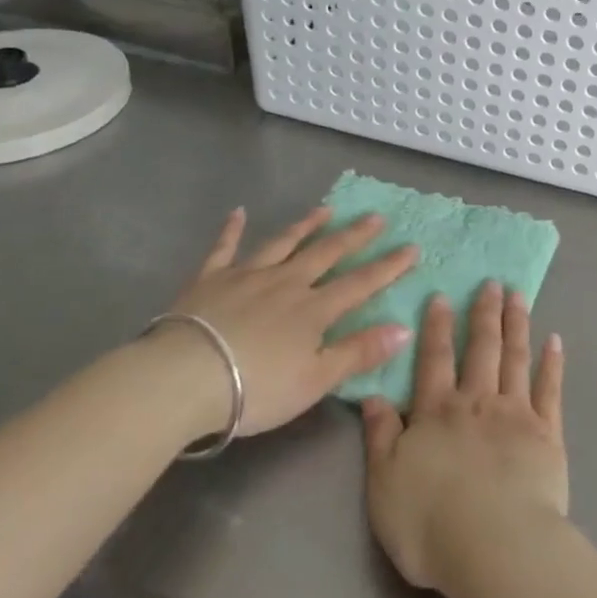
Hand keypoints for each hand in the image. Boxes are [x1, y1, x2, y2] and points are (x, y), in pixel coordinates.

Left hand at [155, 206, 417, 439]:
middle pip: (326, 253)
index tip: (411, 247)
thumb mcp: (315, 379)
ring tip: (325, 209)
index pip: (360, 284)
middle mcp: (286, 283)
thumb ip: (359, 352)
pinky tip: (238, 212)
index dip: (388, 267)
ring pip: (283, 244)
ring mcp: (247, 276)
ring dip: (306, 225)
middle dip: (354, 236)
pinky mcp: (210, 279)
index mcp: (313, 310)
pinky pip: (224, 249)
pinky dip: (232, 230)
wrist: (184, 378)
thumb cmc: (255, 387)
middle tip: (375, 217)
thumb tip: (405, 328)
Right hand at [361, 283, 566, 595]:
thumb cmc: (431, 522)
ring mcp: (516, 413)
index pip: (434, 359)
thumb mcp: (385, 484)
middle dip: (484, 312)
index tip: (442, 295)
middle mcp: (477, 401)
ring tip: (518, 296)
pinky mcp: (547, 433)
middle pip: (481, 347)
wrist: (496, 546)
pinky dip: (552, 363)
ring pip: (515, 358)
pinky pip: (550, 389)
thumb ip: (380, 436)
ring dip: (516, 324)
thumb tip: (372, 396)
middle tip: (492, 282)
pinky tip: (555, 341)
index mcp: (437, 411)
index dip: (437, 326)